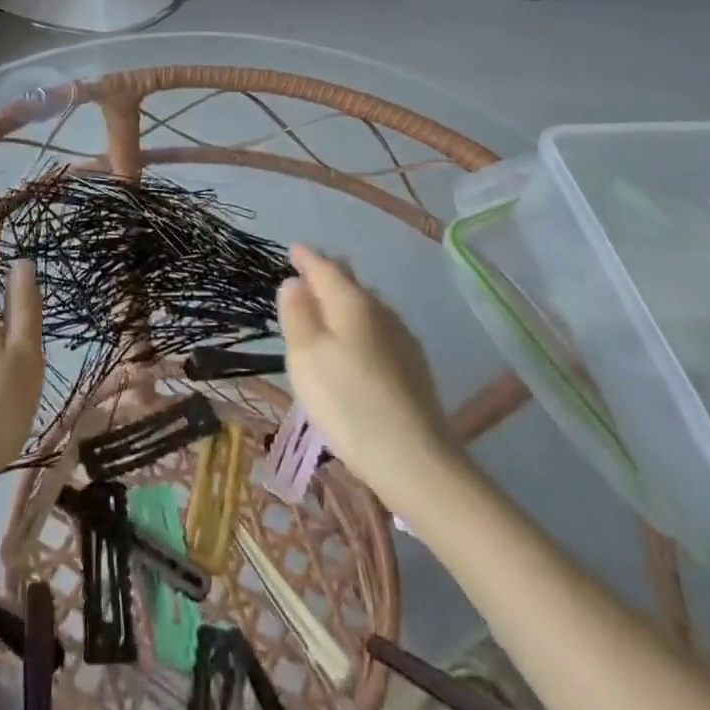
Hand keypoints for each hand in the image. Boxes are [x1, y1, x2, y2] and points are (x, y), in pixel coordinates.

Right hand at [277, 244, 458, 505]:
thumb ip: (297, 314)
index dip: (307, 258)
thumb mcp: (306, 356)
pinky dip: (359, 325)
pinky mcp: (413, 367)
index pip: (326, 268)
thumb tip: (295, 282)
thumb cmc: (348, 402)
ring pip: (367, 306)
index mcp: (352, 303)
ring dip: (345, 300)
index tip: (294, 250)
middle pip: (351, 283)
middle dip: (329, 274)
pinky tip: (356, 342)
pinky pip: (378, 329)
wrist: (415, 459)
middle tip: (309, 271)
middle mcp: (381, 311)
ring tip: (328, 304)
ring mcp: (402, 339)